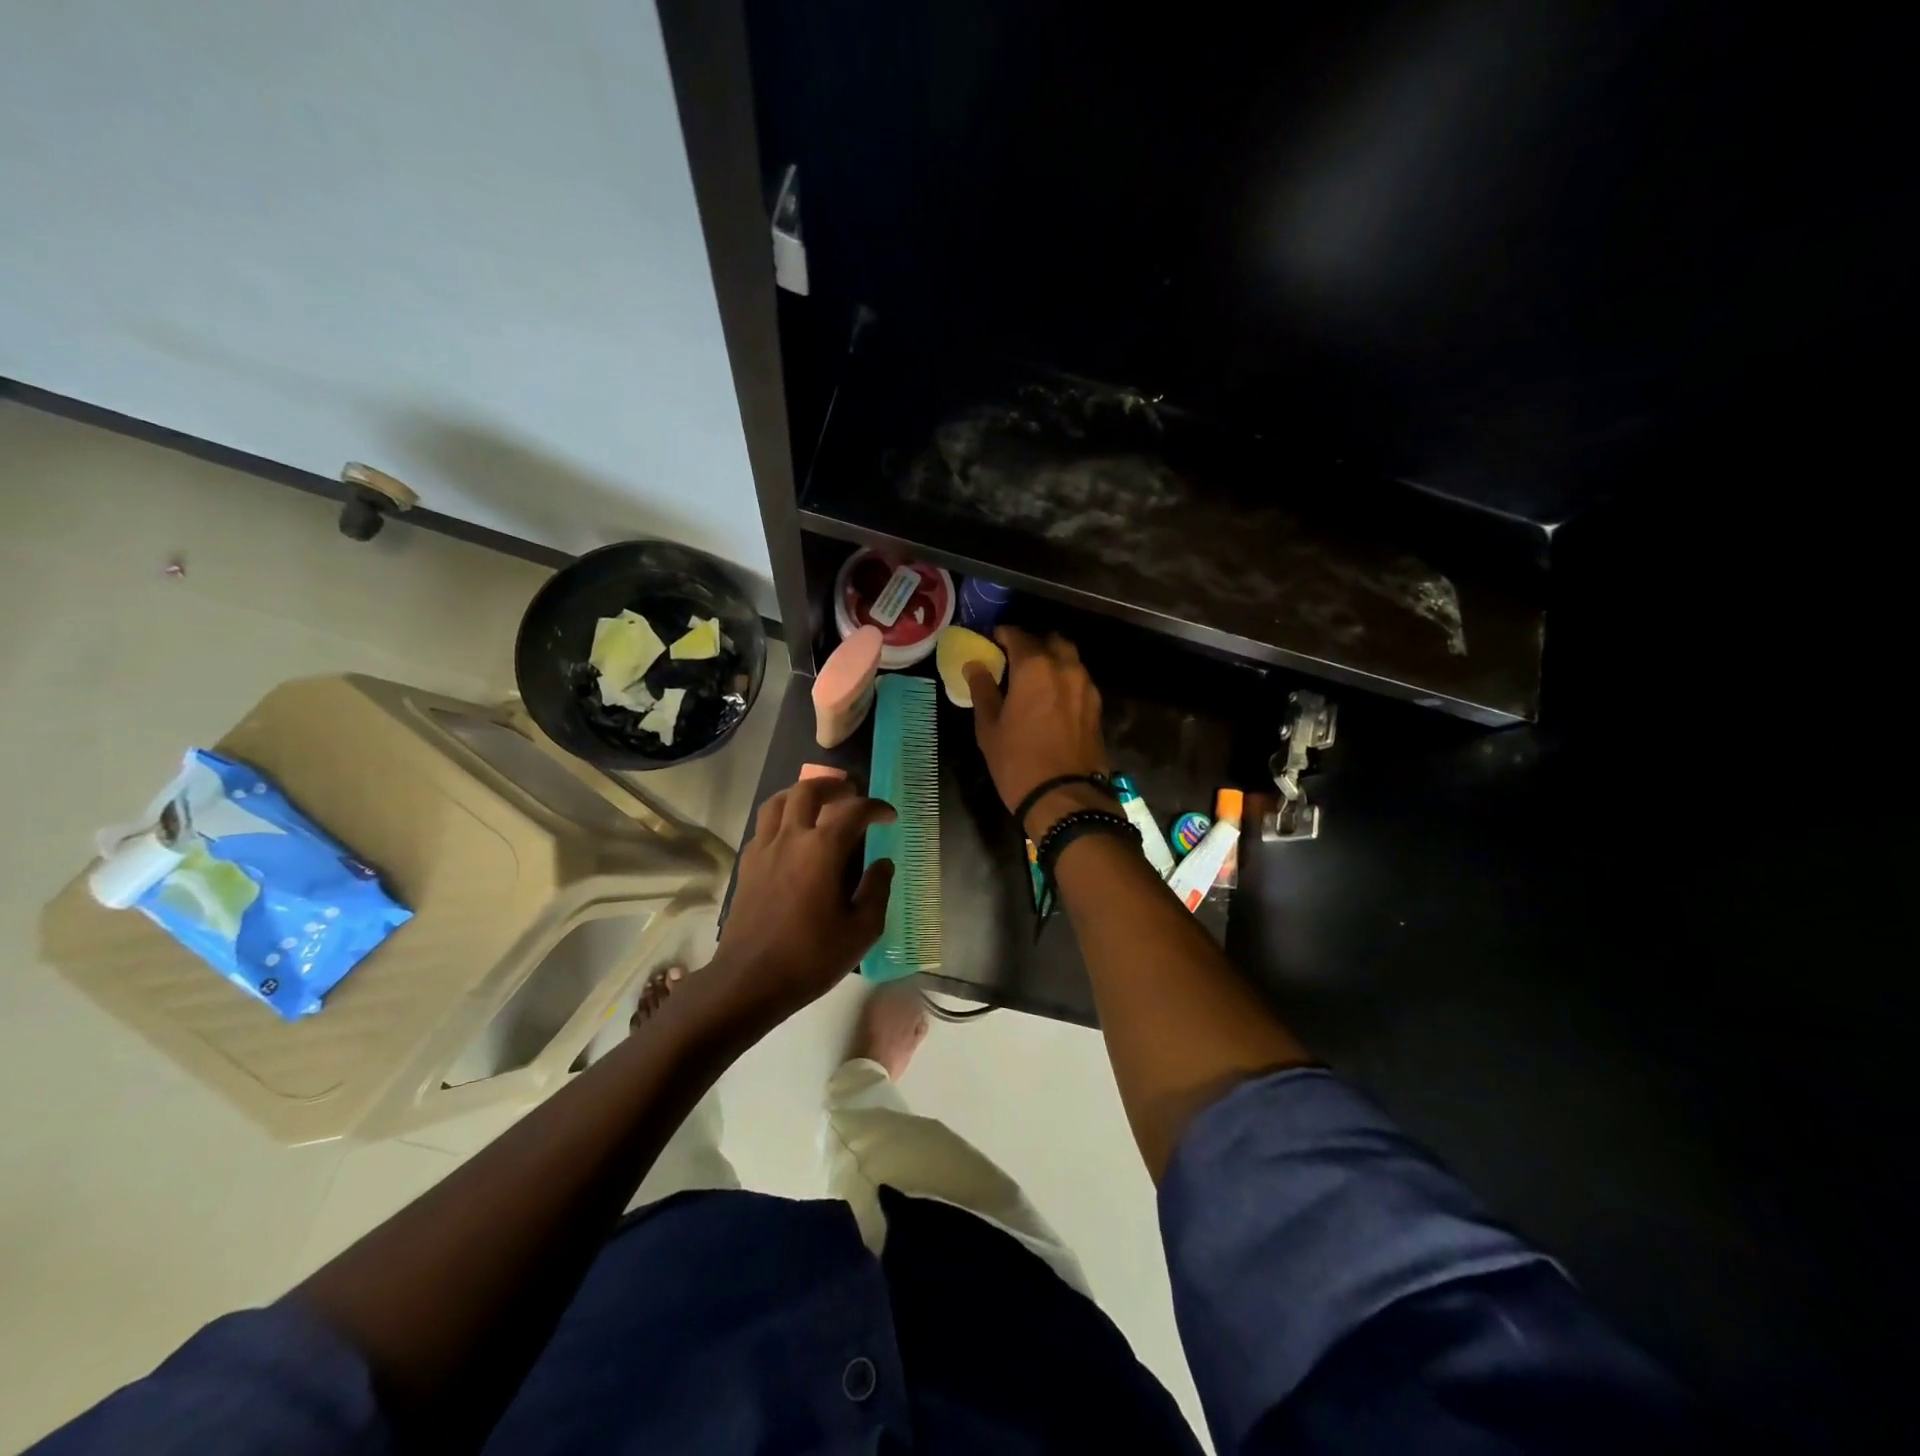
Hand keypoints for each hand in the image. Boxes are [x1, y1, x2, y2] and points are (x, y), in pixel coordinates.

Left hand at [708, 777, 894, 1026]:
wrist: (750, 980)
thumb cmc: (812, 957)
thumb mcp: (862, 930)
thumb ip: (877, 890)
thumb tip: (883, 863)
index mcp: (822, 850)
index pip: (854, 810)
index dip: (876, 807)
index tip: (889, 816)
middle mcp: (790, 838)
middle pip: (808, 790)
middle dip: (833, 785)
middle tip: (851, 793)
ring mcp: (763, 849)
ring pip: (778, 801)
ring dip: (801, 794)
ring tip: (818, 804)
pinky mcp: (746, 866)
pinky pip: (764, 827)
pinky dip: (782, 819)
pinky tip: (792, 838)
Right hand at [965, 627, 1111, 838]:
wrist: (1064, 797)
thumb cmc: (1017, 761)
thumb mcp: (989, 727)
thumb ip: (982, 689)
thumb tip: (975, 665)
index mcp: (1035, 666)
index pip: (1017, 635)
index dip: (1001, 635)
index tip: (990, 642)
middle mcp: (1065, 667)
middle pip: (1050, 640)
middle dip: (1032, 644)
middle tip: (1014, 660)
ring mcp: (1086, 686)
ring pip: (1069, 658)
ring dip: (1052, 660)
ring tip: (1034, 679)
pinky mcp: (1097, 706)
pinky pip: (1079, 679)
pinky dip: (1065, 679)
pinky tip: (1051, 698)